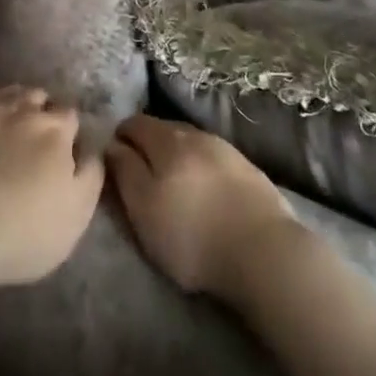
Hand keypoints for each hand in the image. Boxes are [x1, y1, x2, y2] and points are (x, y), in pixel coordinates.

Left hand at [0, 87, 104, 289]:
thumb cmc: (22, 231)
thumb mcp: (76, 216)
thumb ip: (91, 176)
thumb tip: (95, 149)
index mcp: (55, 130)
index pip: (70, 115)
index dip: (68, 130)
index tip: (64, 147)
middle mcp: (21, 109)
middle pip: (37, 96)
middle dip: (39, 110)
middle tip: (33, 136)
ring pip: (4, 92)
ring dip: (9, 104)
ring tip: (4, 125)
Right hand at [107, 114, 298, 301]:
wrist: (264, 252)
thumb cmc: (192, 236)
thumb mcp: (144, 209)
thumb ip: (124, 172)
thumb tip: (111, 145)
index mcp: (167, 140)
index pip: (135, 123)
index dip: (120, 137)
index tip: (114, 158)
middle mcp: (196, 134)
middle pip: (164, 129)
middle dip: (148, 144)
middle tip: (141, 173)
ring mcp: (226, 149)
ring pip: (191, 143)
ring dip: (177, 155)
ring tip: (173, 182)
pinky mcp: (249, 170)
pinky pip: (214, 159)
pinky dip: (201, 167)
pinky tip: (204, 189)